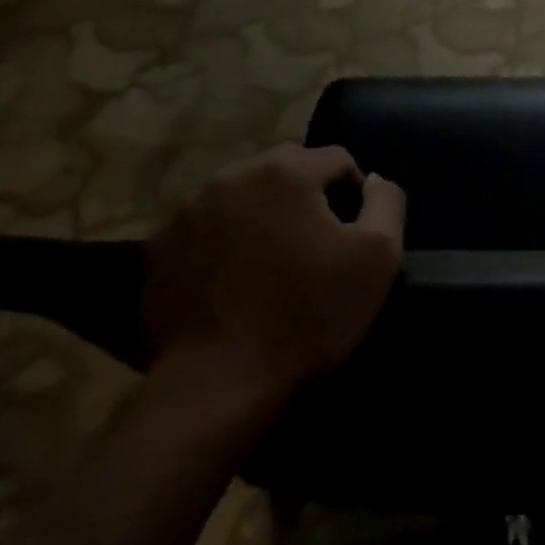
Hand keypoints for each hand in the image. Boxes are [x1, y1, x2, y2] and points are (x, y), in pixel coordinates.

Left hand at [142, 145, 405, 408]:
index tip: (355, 235)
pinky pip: (206, 228)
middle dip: (306, 198)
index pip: (336, 159)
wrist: (218, 385)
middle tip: (316, 248)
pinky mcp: (158, 247)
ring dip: (263, 216)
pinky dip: (225, 241)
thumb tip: (374, 180)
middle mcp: (230, 176)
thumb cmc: (308, 315)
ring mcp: (186, 211)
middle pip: (285, 171)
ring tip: (272, 264)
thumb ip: (386, 203)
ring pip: (242, 196)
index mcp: (284, 171)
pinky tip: (233, 282)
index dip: (355, 193)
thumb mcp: (377, 257)